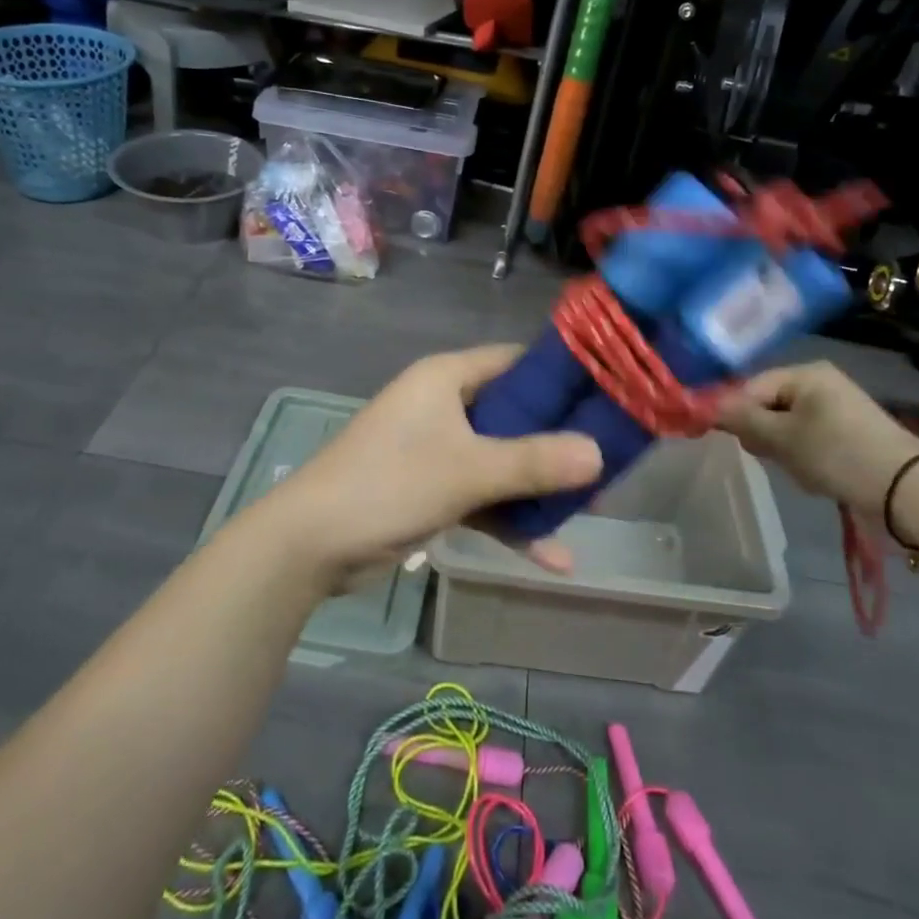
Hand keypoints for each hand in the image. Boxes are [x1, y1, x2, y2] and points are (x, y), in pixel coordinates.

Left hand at [272, 346, 602, 580]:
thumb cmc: (390, 483)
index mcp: (446, 378)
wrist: (310, 543)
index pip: (513, 361)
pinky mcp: (429, 489)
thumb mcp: (468, 470)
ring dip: (538, 486)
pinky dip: (510, 521)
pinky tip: (552, 558)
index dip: (558, 375)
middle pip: (513, 413)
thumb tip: (601, 454)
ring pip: (500, 459)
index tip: (605, 393)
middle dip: (557, 440)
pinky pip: (481, 496)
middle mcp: (442, 405)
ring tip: (591, 508)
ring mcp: (435, 449)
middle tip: (608, 456)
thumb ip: (534, 462)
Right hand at [716, 361, 918, 513]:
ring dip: (784, 449)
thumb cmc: (836, 453)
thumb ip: (743, 419)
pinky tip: (816, 474)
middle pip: (768, 404)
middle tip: (774, 458)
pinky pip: (808, 437)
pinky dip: (804, 455)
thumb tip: (708, 406)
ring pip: (786, 425)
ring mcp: (836, 406)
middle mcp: (820, 382)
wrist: (906, 488)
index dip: (736, 414)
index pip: (750, 387)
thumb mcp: (782, 437)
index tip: (738, 443)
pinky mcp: (848, 430)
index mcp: (804, 373)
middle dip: (764, 434)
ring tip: (800, 470)